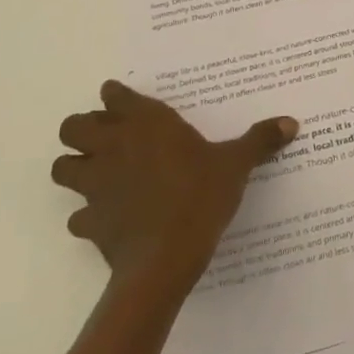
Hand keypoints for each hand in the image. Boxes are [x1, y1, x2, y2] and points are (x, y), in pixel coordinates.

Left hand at [51, 82, 298, 286]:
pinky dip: (87, 214)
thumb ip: (259, 140)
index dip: (117, 97)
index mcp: (145, 123)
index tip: (128, 103)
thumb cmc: (200, 196)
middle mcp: (113, 146)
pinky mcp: (89, 222)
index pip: (114, 95)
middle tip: (109, 139)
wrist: (165, 259)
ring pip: (62, 167)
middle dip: (84, 129)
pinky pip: (76, 215)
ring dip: (75, 168)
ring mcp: (95, 184)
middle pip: (73, 125)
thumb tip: (291, 122)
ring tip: (99, 175)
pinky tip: (107, 218)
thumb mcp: (236, 165)